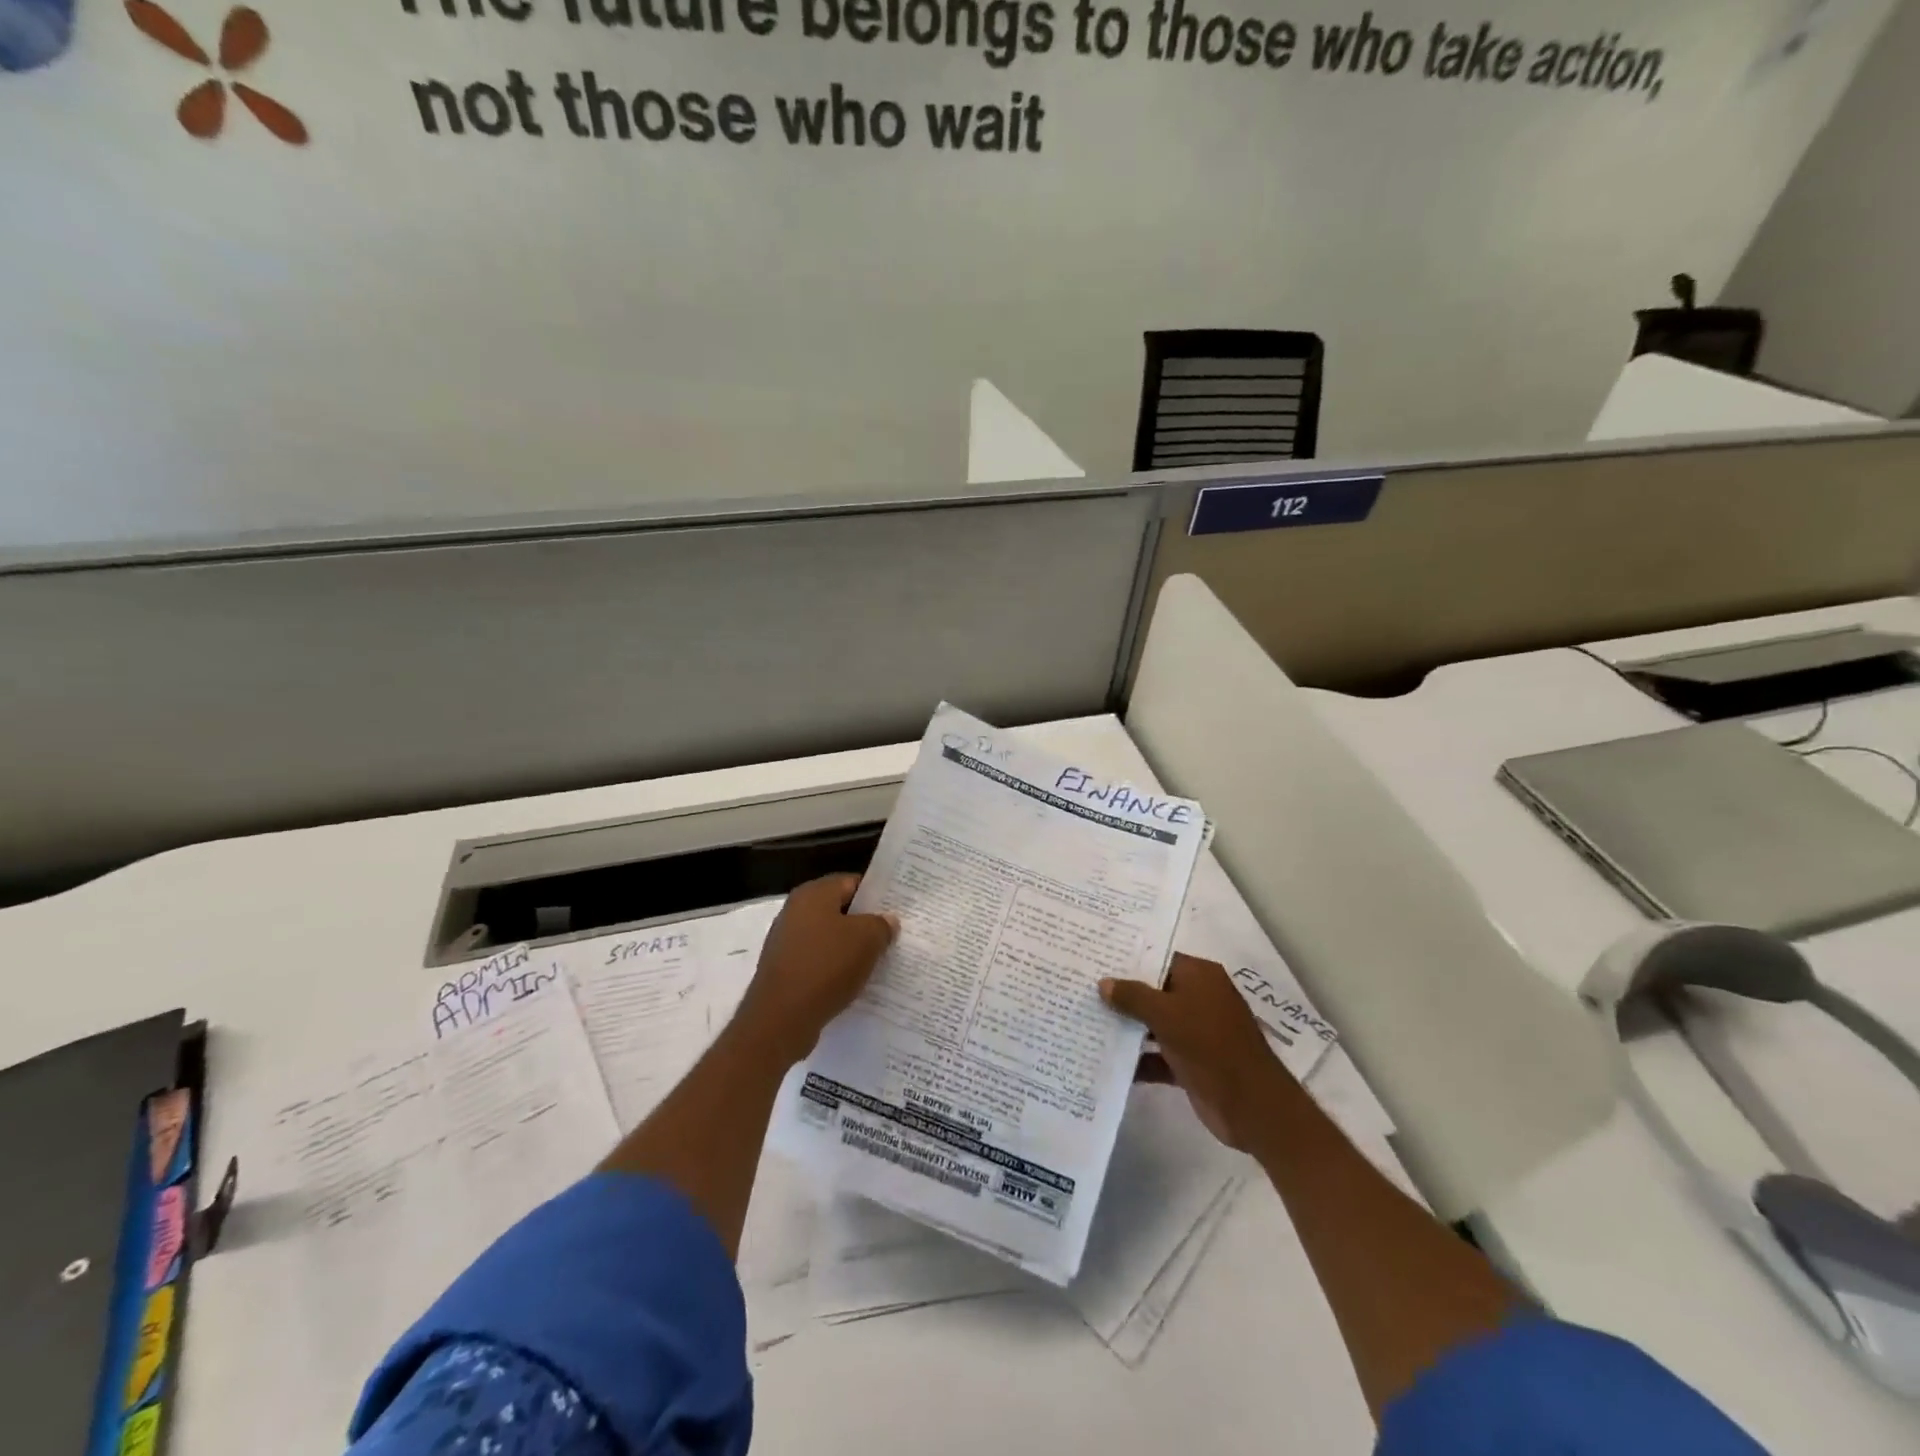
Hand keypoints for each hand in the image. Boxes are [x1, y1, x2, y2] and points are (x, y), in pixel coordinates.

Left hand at [736, 874, 897, 1065]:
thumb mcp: (867, 940)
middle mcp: (795, 911)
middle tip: (893, 936)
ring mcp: (786, 941)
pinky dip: (835, 969)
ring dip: (851, 948)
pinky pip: (817, 962)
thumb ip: (882, 924)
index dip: (877, 894)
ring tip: (878, 962)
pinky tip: (853, 983)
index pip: (852, 882)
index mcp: (813, 894)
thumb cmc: (826, 967)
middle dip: (865, 923)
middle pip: (839, 910)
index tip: (898, 909)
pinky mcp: (784, 970)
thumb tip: (887, 920)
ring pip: (829, 938)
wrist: (781, 1019)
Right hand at [1102, 953, 1288, 1150]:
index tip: (1096, 958)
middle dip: (1122, 993)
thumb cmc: (1210, 1045)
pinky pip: (1158, 1054)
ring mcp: (1195, 1032)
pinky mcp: (1191, 1063)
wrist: (1252, 1106)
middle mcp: (1199, 999)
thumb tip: (1104, 983)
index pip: (1159, 958)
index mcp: (1200, 976)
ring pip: (1153, 1023)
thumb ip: (1133, 997)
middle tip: (1082, 987)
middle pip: (1154, 990)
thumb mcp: (1167, 1014)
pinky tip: (1105, 1060)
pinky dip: (1138, 1059)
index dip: (1128, 958)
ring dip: (1126, 1027)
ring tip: (1085, 1020)